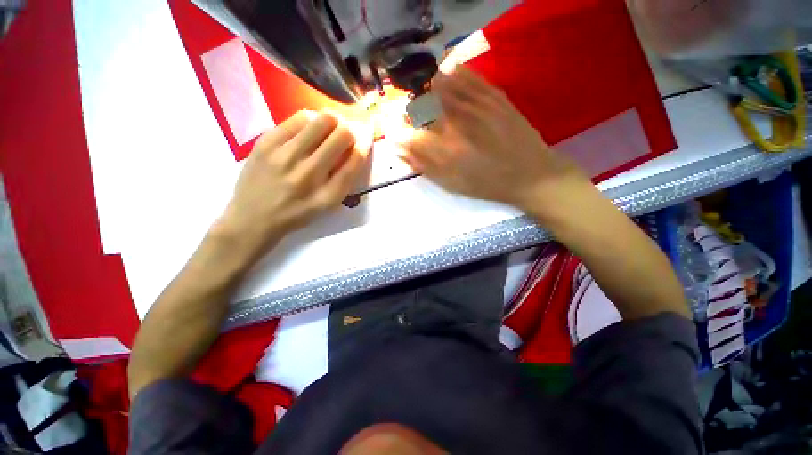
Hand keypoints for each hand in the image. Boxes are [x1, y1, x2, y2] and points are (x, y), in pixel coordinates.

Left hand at [216, 110, 369, 254]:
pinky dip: (311, 120)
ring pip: (322, 120)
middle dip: (350, 130)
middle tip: (346, 133)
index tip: (366, 137)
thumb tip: (356, 147)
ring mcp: (285, 155)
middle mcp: (309, 173)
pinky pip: (298, 118)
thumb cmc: (297, 213)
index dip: (365, 144)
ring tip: (329, 129)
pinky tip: (309, 129)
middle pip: (342, 134)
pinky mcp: (266, 142)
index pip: (355, 160)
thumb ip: (345, 179)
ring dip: (333, 122)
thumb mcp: (327, 205)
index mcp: (328, 194)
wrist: (253, 217)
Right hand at [399, 67, 589, 217]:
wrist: (530, 174)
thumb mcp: (452, 184)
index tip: (401, 135)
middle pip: (422, 106)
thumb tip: (399, 150)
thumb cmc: (487, 184)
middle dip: (413, 112)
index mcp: (445, 151)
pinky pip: (468, 76)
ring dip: (429, 90)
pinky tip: (448, 76)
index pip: (410, 134)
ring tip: (431, 99)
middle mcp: (457, 124)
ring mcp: (477, 106)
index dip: (401, 133)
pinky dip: (454, 73)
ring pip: (441, 85)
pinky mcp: (494, 96)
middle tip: (417, 119)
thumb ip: (424, 167)